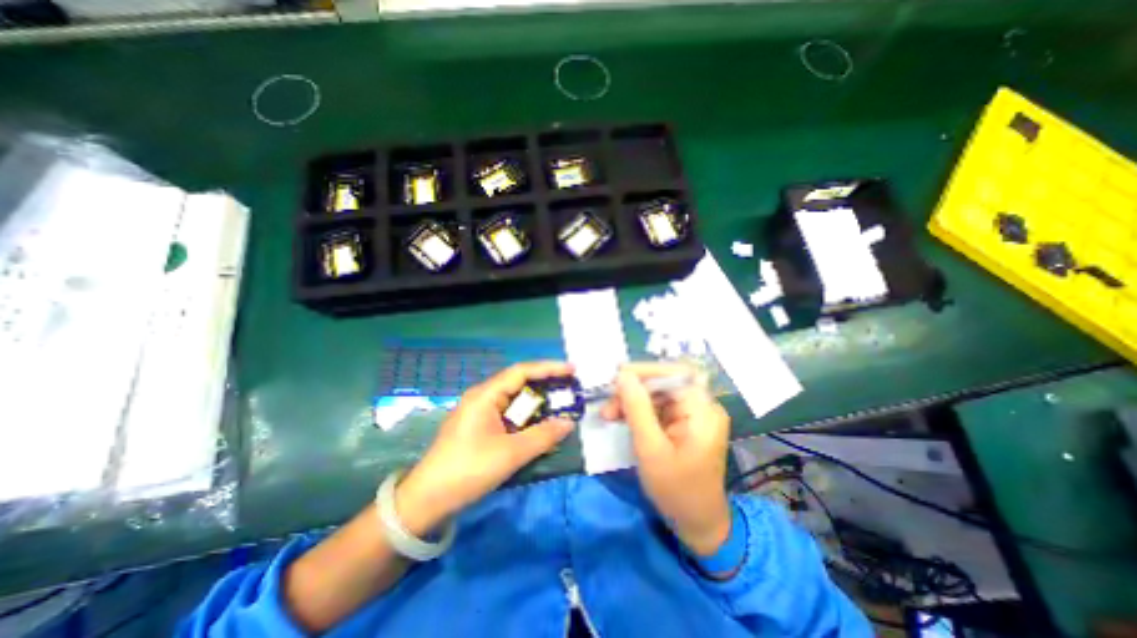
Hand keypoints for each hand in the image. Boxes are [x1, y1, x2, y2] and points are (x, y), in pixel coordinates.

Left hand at [398, 362, 577, 534]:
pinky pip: (507, 414)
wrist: (426, 500)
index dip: (549, 368)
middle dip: (545, 384)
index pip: (522, 371)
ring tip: (559, 406)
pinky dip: (525, 417)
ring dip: (535, 402)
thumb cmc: (468, 470)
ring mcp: (478, 412)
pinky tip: (537, 425)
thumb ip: (543, 436)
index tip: (572, 370)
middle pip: (518, 382)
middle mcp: (482, 397)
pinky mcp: (478, 426)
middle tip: (570, 389)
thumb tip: (568, 422)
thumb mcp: (511, 454)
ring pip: (513, 399)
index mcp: (486, 395)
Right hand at [599, 362, 732, 555]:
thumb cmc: (676, 491)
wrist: (697, 524)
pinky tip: (620, 418)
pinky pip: (657, 406)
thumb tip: (622, 375)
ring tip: (608, 414)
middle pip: (664, 382)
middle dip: (633, 389)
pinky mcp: (682, 423)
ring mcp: (692, 414)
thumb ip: (637, 409)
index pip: (676, 373)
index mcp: (703, 410)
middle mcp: (701, 406)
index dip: (646, 370)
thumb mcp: (651, 449)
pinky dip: (637, 410)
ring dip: (631, 400)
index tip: (617, 377)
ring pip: (656, 393)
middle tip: (607, 404)